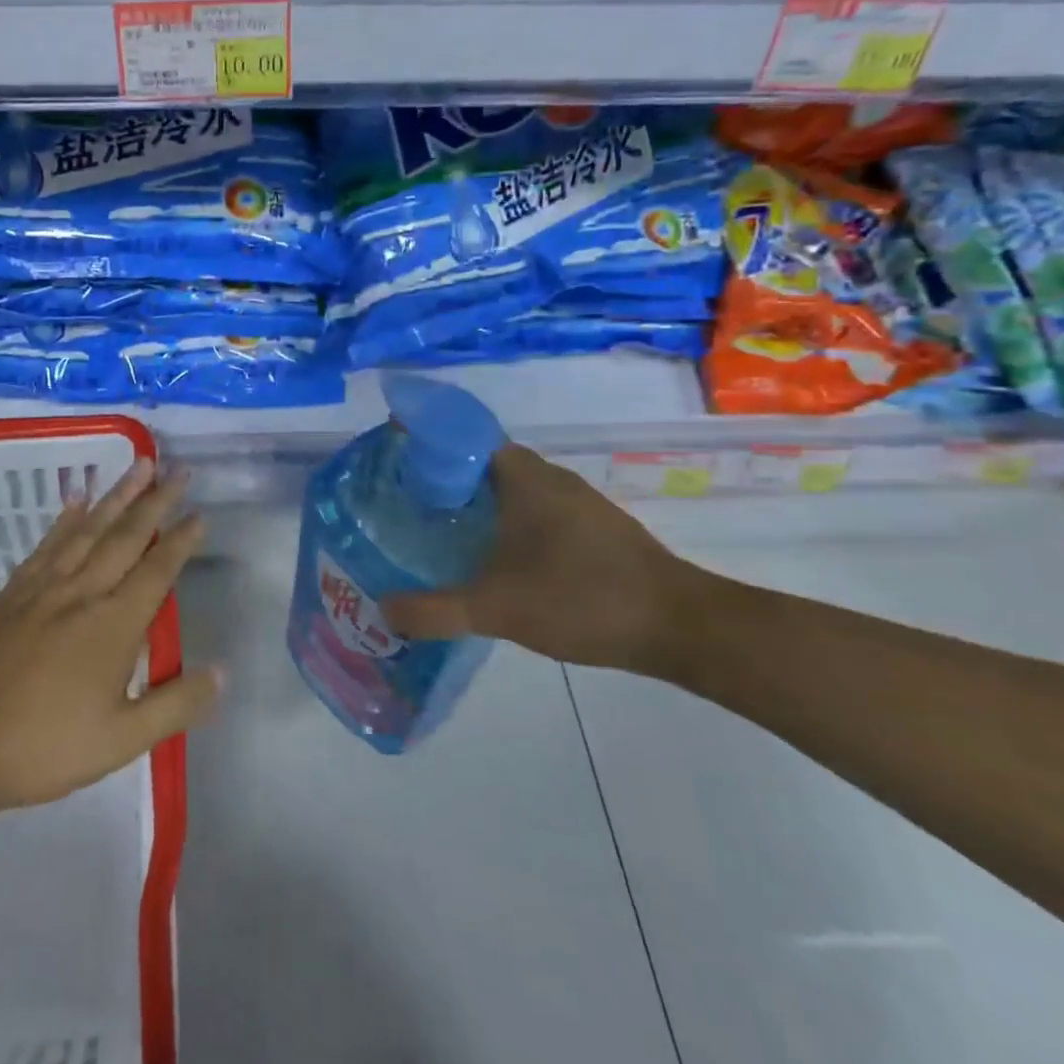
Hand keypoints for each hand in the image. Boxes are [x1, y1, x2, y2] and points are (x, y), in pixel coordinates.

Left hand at [0, 459, 216, 815]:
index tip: (199, 513)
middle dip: (156, 500)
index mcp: (113, 624)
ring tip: (139, 465)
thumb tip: (223, 672)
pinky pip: (47, 544)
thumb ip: (175, 704)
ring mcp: (43, 588)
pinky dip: (66, 518)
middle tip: (178, 469)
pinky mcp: (12, 593)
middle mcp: (82, 592)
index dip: (180, 540)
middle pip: (126, 536)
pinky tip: (76, 500)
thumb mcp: (122, 741)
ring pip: (88, 529)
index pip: (157, 571)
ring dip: (117, 495)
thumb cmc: (45, 746)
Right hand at [380, 446, 708, 674]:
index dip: (428, 442)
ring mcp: (578, 504)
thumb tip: (383, 610)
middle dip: (445, 477)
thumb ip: (435, 610)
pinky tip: (495, 559)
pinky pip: (536, 511)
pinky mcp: (595, 530)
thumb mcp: (496, 609)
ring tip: (441, 529)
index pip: (465, 437)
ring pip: (513, 489)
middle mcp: (550, 479)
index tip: (394, 460)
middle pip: (485, 463)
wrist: (680, 626)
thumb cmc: (581, 597)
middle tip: (406, 502)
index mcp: (523, 478)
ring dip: (479, 503)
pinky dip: (508, 523)